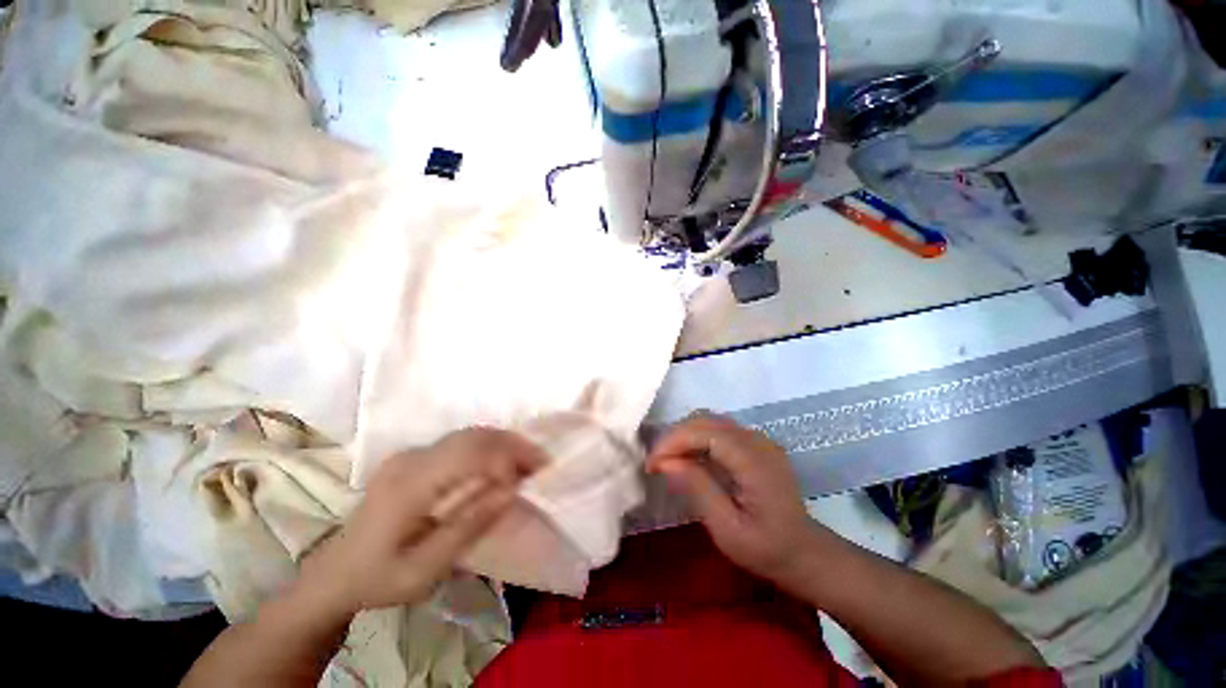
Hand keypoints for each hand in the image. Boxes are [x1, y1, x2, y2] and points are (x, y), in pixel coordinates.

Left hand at [297, 428, 546, 619]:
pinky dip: (487, 447)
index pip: (469, 453)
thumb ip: (468, 526)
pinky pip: (459, 443)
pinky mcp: (413, 457)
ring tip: (527, 461)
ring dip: (502, 443)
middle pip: (472, 436)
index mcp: (409, 486)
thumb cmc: (379, 579)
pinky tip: (500, 462)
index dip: (507, 457)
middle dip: (512, 444)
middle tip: (541, 462)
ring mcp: (409, 454)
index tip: (536, 472)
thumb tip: (511, 490)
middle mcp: (410, 459)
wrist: (333, 575)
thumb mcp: (424, 570)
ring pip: (468, 434)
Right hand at [647, 414, 823, 583]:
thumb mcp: (727, 529)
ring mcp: (757, 439)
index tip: (652, 463)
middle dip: (674, 436)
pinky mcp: (754, 444)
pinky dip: (696, 438)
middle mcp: (756, 440)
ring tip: (667, 460)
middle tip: (656, 463)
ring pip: (710, 421)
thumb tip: (666, 462)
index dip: (673, 441)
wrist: (805, 553)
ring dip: (684, 435)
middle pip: (705, 420)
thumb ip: (698, 489)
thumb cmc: (767, 549)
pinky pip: (718, 430)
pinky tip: (688, 458)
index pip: (705, 433)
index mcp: (754, 460)